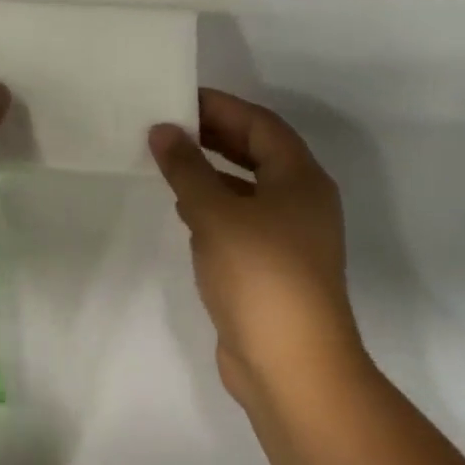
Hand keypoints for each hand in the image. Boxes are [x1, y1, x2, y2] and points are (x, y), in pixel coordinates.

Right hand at [149, 91, 364, 405]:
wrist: (291, 367)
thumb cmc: (260, 274)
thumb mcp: (216, 213)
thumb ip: (187, 168)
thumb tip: (163, 130)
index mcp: (300, 179)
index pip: (261, 124)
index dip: (221, 106)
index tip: (180, 97)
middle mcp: (301, 201)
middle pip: (257, 153)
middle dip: (214, 136)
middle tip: (169, 125)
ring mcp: (290, 237)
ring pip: (247, 188)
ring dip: (211, 171)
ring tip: (169, 161)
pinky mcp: (273, 267)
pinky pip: (241, 220)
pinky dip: (214, 206)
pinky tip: (184, 211)